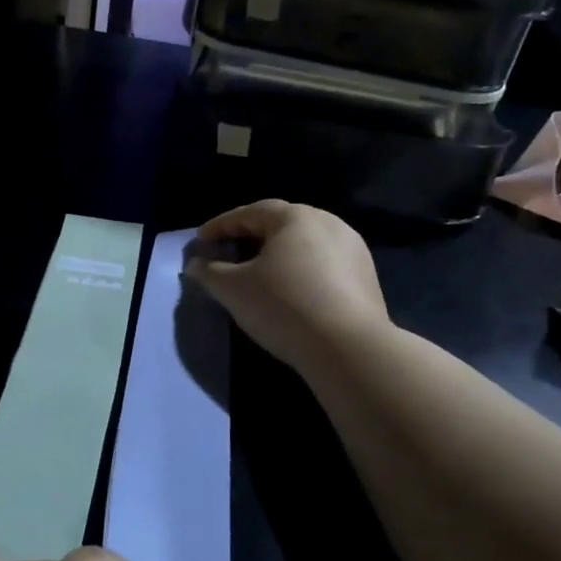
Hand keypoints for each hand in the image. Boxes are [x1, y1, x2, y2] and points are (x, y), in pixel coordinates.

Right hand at [185, 199, 390, 373]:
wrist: (348, 348)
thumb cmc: (283, 306)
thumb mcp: (233, 289)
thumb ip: (209, 272)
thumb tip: (194, 264)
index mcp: (295, 217)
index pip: (249, 213)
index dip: (220, 226)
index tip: (201, 241)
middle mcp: (328, 223)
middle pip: (280, 224)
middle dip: (250, 236)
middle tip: (228, 253)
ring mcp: (352, 249)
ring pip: (304, 244)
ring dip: (277, 254)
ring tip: (258, 273)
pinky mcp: (366, 276)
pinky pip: (323, 264)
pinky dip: (300, 270)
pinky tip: (290, 291)